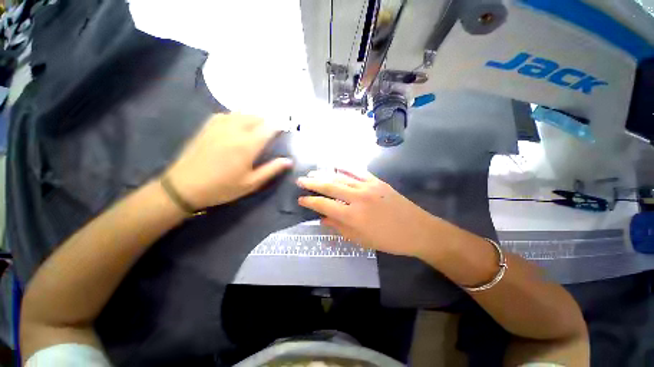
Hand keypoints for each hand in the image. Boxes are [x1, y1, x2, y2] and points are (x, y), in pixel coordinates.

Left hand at [166, 113, 291, 208]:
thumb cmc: (222, 187)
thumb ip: (271, 169)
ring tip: (258, 126)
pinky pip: (227, 114)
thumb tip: (289, 161)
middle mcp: (235, 130)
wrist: (184, 186)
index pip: (269, 127)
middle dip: (267, 120)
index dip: (279, 126)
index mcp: (247, 145)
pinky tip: (238, 125)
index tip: (285, 128)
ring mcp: (219, 125)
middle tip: (272, 130)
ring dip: (254, 117)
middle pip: (256, 116)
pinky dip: (238, 117)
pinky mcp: (207, 126)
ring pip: (242, 113)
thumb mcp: (251, 183)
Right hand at [297, 170, 438, 257]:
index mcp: (352, 215)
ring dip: (325, 174)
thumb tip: (322, 218)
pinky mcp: (377, 181)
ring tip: (313, 172)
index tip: (300, 199)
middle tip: (301, 180)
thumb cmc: (388, 240)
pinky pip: (357, 171)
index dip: (310, 201)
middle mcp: (357, 197)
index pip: (324, 205)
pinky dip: (345, 168)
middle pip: (330, 186)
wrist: (417, 230)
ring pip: (341, 177)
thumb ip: (339, 227)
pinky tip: (336, 165)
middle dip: (313, 183)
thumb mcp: (360, 239)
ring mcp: (368, 186)